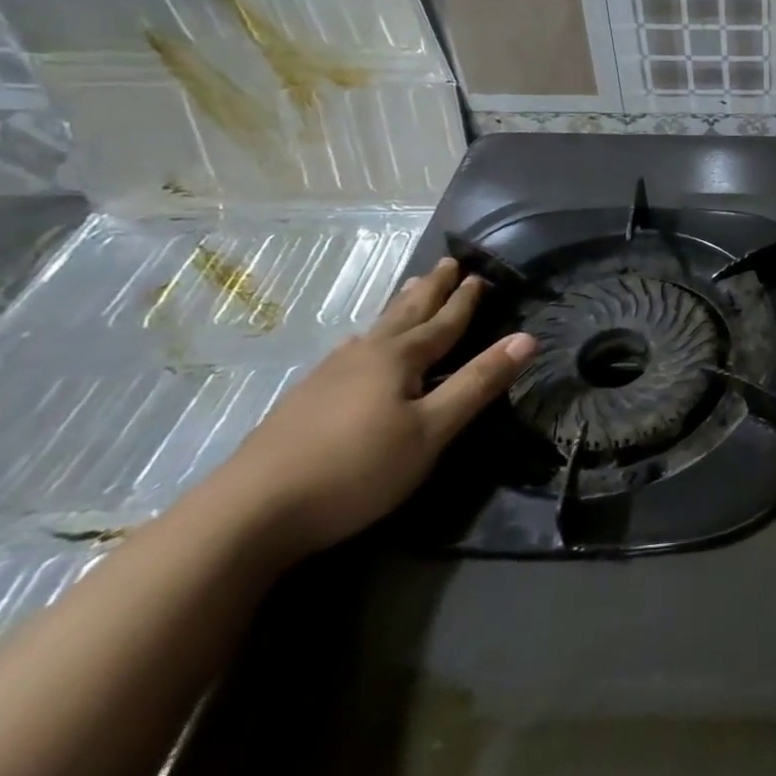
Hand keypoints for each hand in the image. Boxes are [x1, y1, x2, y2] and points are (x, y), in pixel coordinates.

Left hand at [214, 258, 533, 559]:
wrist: (248, 513)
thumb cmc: (356, 468)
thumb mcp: (431, 431)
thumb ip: (478, 384)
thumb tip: (527, 338)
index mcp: (399, 358)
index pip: (444, 322)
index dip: (465, 300)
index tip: (481, 274)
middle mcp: (364, 356)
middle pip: (405, 314)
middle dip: (431, 290)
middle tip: (446, 263)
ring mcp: (327, 377)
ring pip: (374, 330)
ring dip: (398, 308)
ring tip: (409, 291)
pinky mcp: (302, 401)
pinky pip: (349, 352)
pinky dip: (367, 337)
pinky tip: (355, 347)